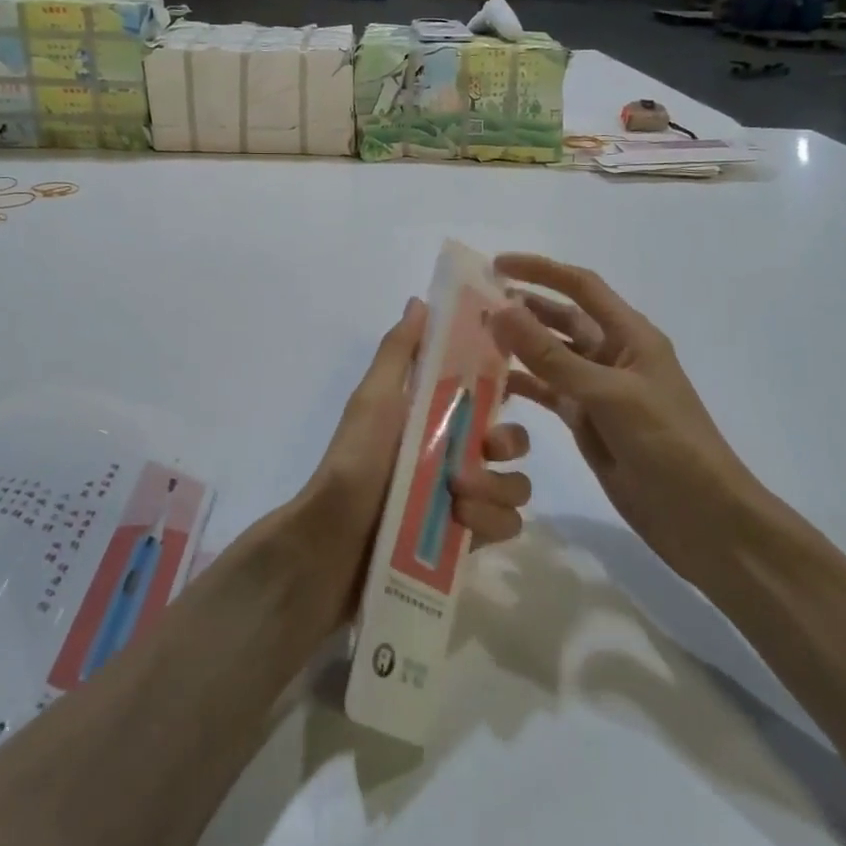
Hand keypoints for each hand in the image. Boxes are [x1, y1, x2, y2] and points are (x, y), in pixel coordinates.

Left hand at [301, 298, 531, 597]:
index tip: (512, 383)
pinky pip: (507, 525)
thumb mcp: (373, 400)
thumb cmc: (353, 462)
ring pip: (515, 485)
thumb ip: (398, 352)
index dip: (505, 385)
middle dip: (508, 442)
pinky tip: (461, 523)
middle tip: (486, 449)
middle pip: (512, 441)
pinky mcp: (466, 541)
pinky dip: (491, 522)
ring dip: (497, 487)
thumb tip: (420, 301)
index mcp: (433, 417)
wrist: (330, 544)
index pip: (485, 393)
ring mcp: (462, 499)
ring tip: (459, 496)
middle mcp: (453, 454)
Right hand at [490, 255, 762, 582]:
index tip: (496, 266)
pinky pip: (547, 392)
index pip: (581, 287)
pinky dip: (521, 385)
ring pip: (549, 357)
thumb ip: (552, 356)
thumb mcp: (608, 395)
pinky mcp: (586, 422)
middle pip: (562, 319)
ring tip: (473, 340)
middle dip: (523, 307)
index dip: (541, 270)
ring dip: (517, 346)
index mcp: (630, 336)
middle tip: (474, 305)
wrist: (702, 518)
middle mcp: (612, 355)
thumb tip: (500, 311)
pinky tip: (489, 385)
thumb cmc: (668, 444)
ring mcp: (597, 390)